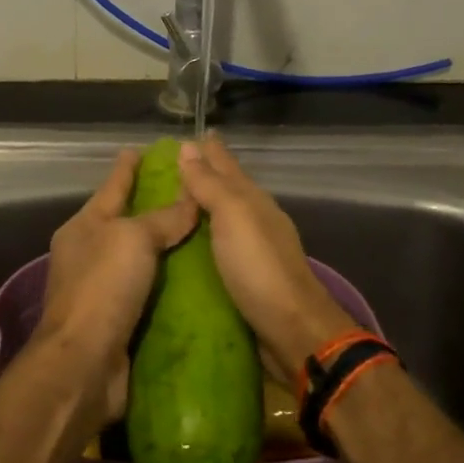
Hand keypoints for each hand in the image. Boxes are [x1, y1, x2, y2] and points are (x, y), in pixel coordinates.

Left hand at [29, 148, 199, 423]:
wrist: (84, 363)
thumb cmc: (103, 288)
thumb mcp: (133, 239)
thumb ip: (163, 219)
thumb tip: (190, 200)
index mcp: (83, 228)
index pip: (111, 188)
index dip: (126, 168)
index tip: (139, 149)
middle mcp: (88, 255)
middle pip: (124, 223)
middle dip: (151, 208)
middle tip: (188, 193)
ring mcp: (101, 290)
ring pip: (139, 260)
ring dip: (164, 249)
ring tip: (201, 234)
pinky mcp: (118, 321)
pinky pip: (149, 293)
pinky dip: (169, 285)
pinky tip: (195, 280)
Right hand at [176, 133, 355, 387]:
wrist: (291, 328)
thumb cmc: (259, 267)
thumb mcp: (233, 216)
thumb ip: (210, 184)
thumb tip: (188, 147)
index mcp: (253, 201)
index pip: (227, 166)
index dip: (210, 150)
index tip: (192, 134)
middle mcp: (254, 221)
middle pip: (226, 190)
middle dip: (204, 175)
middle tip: (172, 165)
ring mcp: (251, 250)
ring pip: (222, 218)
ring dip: (201, 207)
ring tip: (173, 201)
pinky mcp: (244, 279)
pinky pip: (217, 247)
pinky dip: (202, 238)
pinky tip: (188, 243)